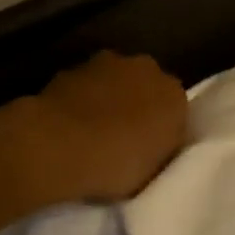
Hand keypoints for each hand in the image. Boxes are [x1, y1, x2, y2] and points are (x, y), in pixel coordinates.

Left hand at [27, 50, 188, 202]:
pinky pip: (83, 87)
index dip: (163, 128)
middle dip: (138, 105)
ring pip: (114, 81)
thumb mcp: (154, 171)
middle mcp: (147, 69)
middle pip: (146, 87)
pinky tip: (68, 127)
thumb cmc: (116, 162)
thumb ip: (161, 149)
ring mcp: (106, 63)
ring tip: (92, 133)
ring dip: (108, 98)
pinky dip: (80, 100)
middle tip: (124, 138)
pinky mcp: (70, 68)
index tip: (151, 149)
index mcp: (175, 94)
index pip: (177, 109)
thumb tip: (155, 143)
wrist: (57, 144)